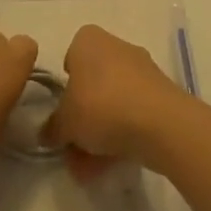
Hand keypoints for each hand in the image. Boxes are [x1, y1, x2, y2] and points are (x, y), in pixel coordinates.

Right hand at [46, 24, 191, 180]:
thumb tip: (48, 133)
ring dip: (100, 133)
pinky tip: (112, 165)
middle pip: (93, 84)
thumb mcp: (64, 123)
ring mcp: (143, 70)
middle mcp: (117, 48)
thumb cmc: (101, 107)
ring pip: (113, 102)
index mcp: (89, 40)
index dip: (65, 84)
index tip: (63, 109)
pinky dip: (122, 135)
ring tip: (90, 170)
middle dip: (83, 118)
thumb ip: (52, 128)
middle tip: (73, 148)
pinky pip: (134, 113)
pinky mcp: (162, 94)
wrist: (160, 124)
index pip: (71, 56)